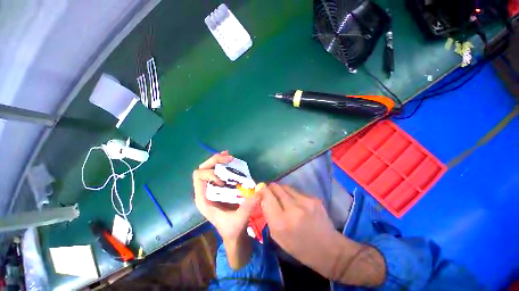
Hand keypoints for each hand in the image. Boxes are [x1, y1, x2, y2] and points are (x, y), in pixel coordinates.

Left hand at [193, 152, 259, 241]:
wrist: (234, 235)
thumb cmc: (232, 230)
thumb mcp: (239, 220)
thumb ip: (247, 207)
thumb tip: (259, 191)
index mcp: (204, 199)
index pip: (198, 176)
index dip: (210, 173)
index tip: (224, 180)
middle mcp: (206, 191)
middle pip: (203, 168)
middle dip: (215, 161)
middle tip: (229, 158)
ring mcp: (213, 188)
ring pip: (210, 167)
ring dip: (219, 160)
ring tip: (230, 156)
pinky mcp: (221, 187)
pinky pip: (219, 171)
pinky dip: (224, 164)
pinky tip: (231, 160)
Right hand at [259, 183, 385, 285]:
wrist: (329, 249)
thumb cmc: (299, 248)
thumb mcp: (278, 237)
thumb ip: (269, 216)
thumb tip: (263, 198)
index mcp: (281, 222)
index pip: (267, 197)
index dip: (262, 190)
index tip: (260, 189)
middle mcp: (292, 208)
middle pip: (276, 187)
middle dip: (270, 187)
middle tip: (269, 191)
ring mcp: (305, 201)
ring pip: (286, 187)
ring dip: (281, 190)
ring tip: (282, 197)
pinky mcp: (314, 198)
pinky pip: (297, 191)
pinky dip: (292, 195)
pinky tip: (296, 203)